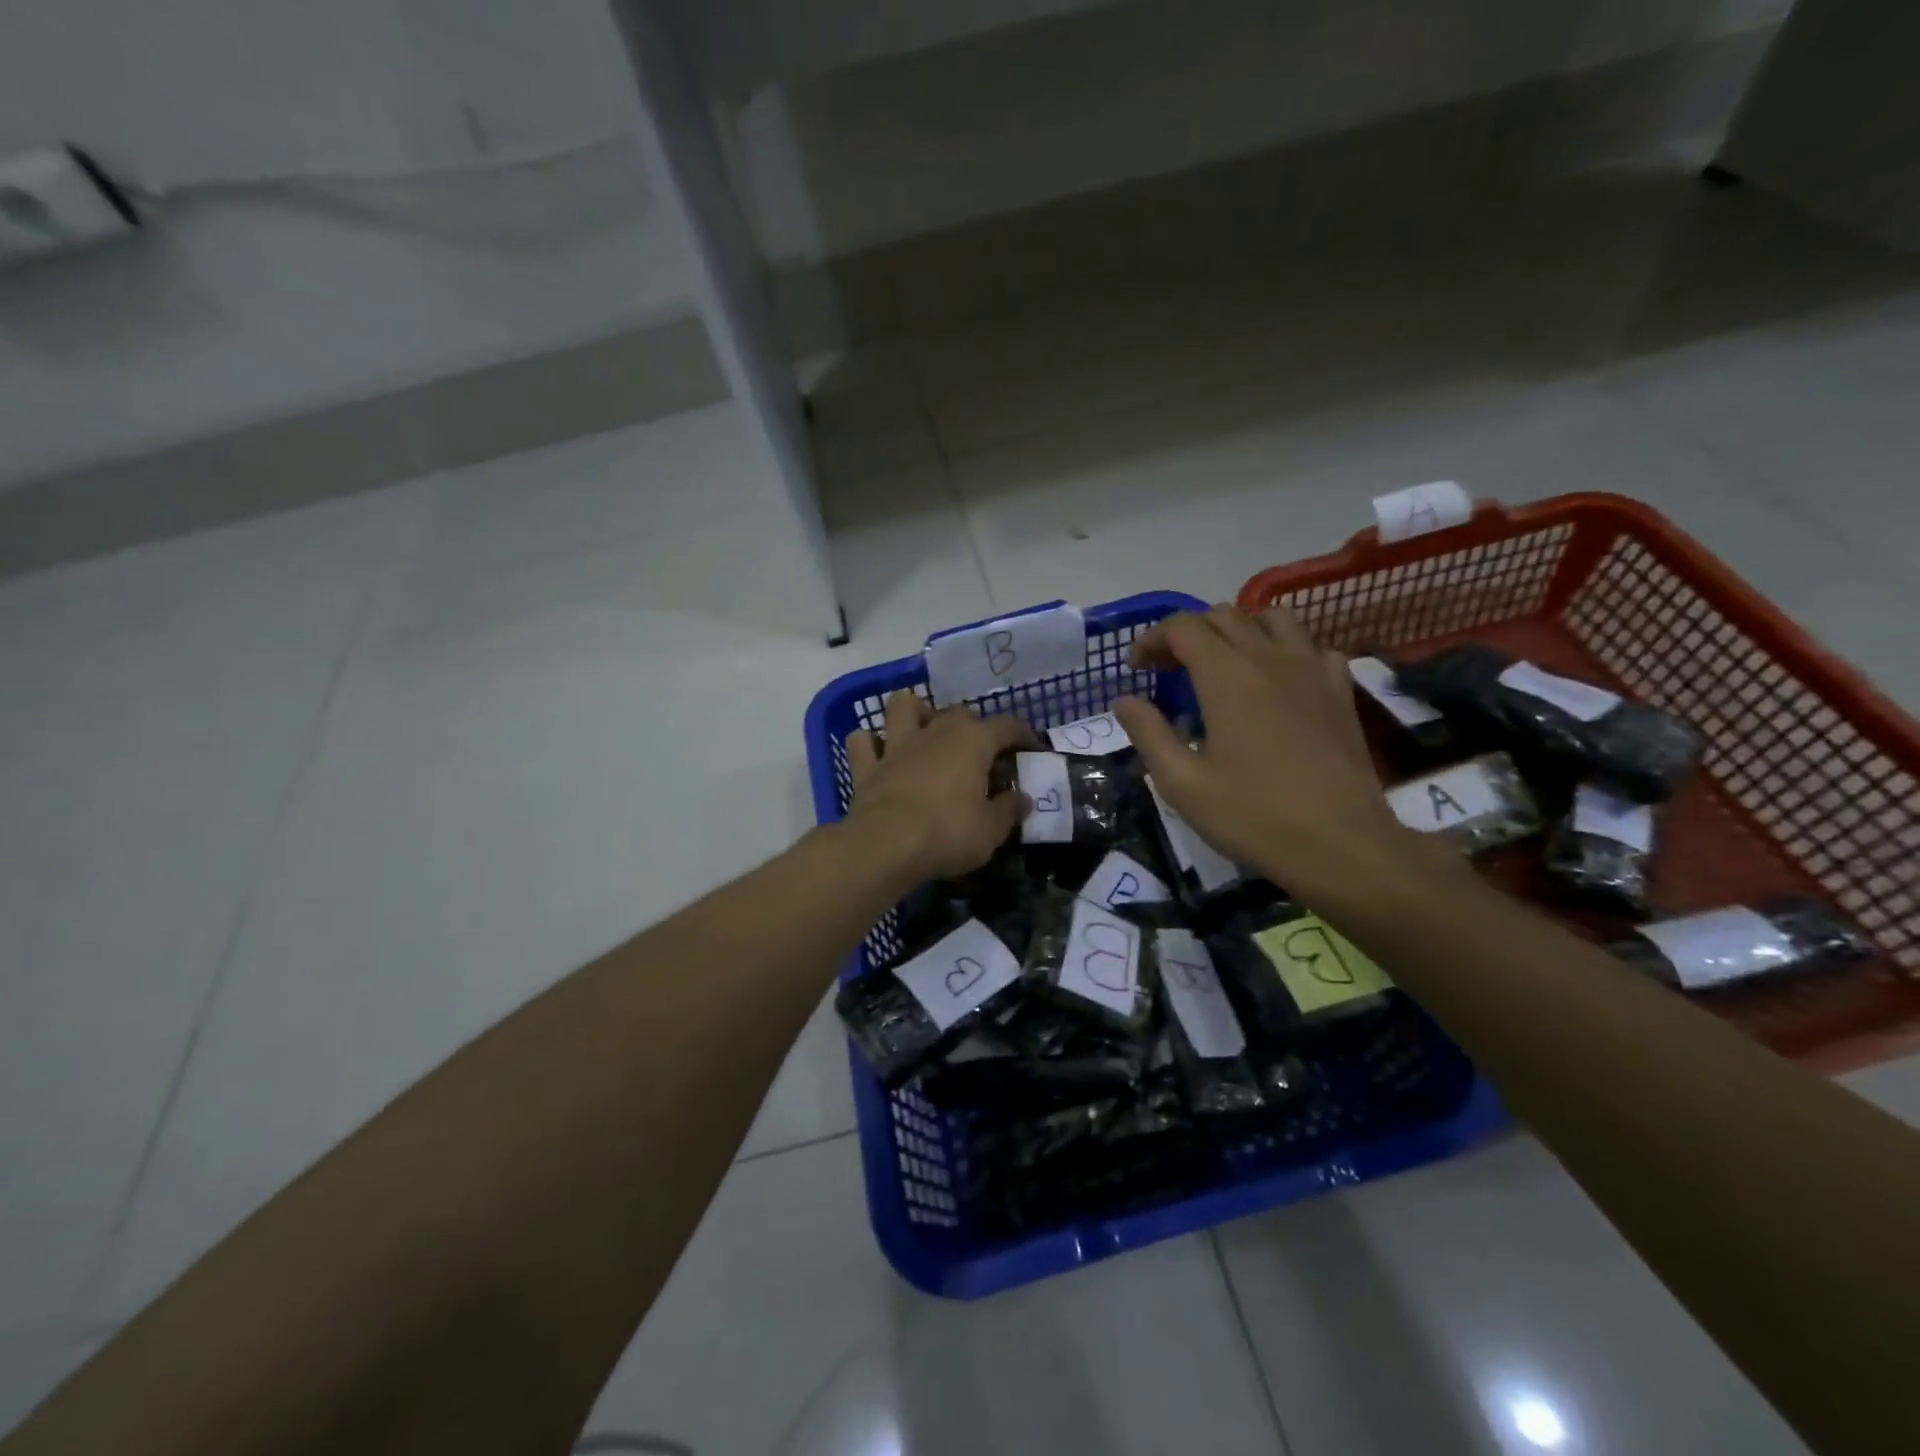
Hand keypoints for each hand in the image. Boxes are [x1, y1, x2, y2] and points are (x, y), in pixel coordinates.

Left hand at [845, 690, 1034, 880]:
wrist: (886, 846)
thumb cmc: (948, 834)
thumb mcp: (992, 830)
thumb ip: (1009, 810)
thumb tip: (1023, 799)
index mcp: (972, 742)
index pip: (1006, 726)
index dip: (1022, 734)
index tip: (1031, 747)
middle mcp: (935, 732)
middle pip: (958, 713)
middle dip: (973, 726)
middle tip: (980, 751)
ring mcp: (897, 746)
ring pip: (901, 706)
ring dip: (913, 712)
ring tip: (924, 729)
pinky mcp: (867, 766)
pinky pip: (863, 743)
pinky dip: (870, 744)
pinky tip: (878, 753)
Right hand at [1113, 606, 1430, 902]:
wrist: (1339, 844)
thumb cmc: (1252, 815)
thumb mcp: (1182, 783)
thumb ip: (1148, 734)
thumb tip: (1124, 701)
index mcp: (1226, 676)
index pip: (1183, 628)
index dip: (1153, 639)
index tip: (1138, 668)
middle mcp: (1269, 658)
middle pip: (1224, 615)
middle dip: (1188, 633)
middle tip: (1170, 668)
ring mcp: (1313, 670)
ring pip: (1273, 618)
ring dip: (1239, 629)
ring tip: (1224, 662)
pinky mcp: (1341, 690)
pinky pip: (1313, 647)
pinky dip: (1287, 650)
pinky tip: (1278, 680)